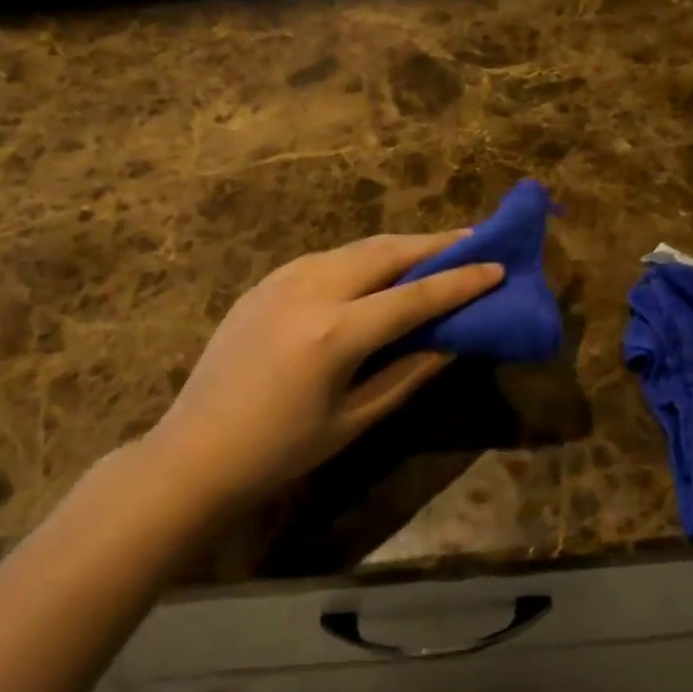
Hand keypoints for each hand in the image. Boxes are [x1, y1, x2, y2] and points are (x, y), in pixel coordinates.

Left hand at [144, 231, 503, 506]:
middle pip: (387, 252)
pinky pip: (328, 257)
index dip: (461, 281)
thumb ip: (408, 372)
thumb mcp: (355, 419)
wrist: (194, 450)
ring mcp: (284, 278)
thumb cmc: (280, 450)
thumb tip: (451, 340)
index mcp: (336, 331)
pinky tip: (379, 269)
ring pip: (357, 247)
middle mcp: (312, 288)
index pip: (415, 295)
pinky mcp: (266, 281)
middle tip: (473, 240)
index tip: (498, 266)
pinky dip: (364, 257)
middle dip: (434, 244)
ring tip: (434, 250)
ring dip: (400, 246)